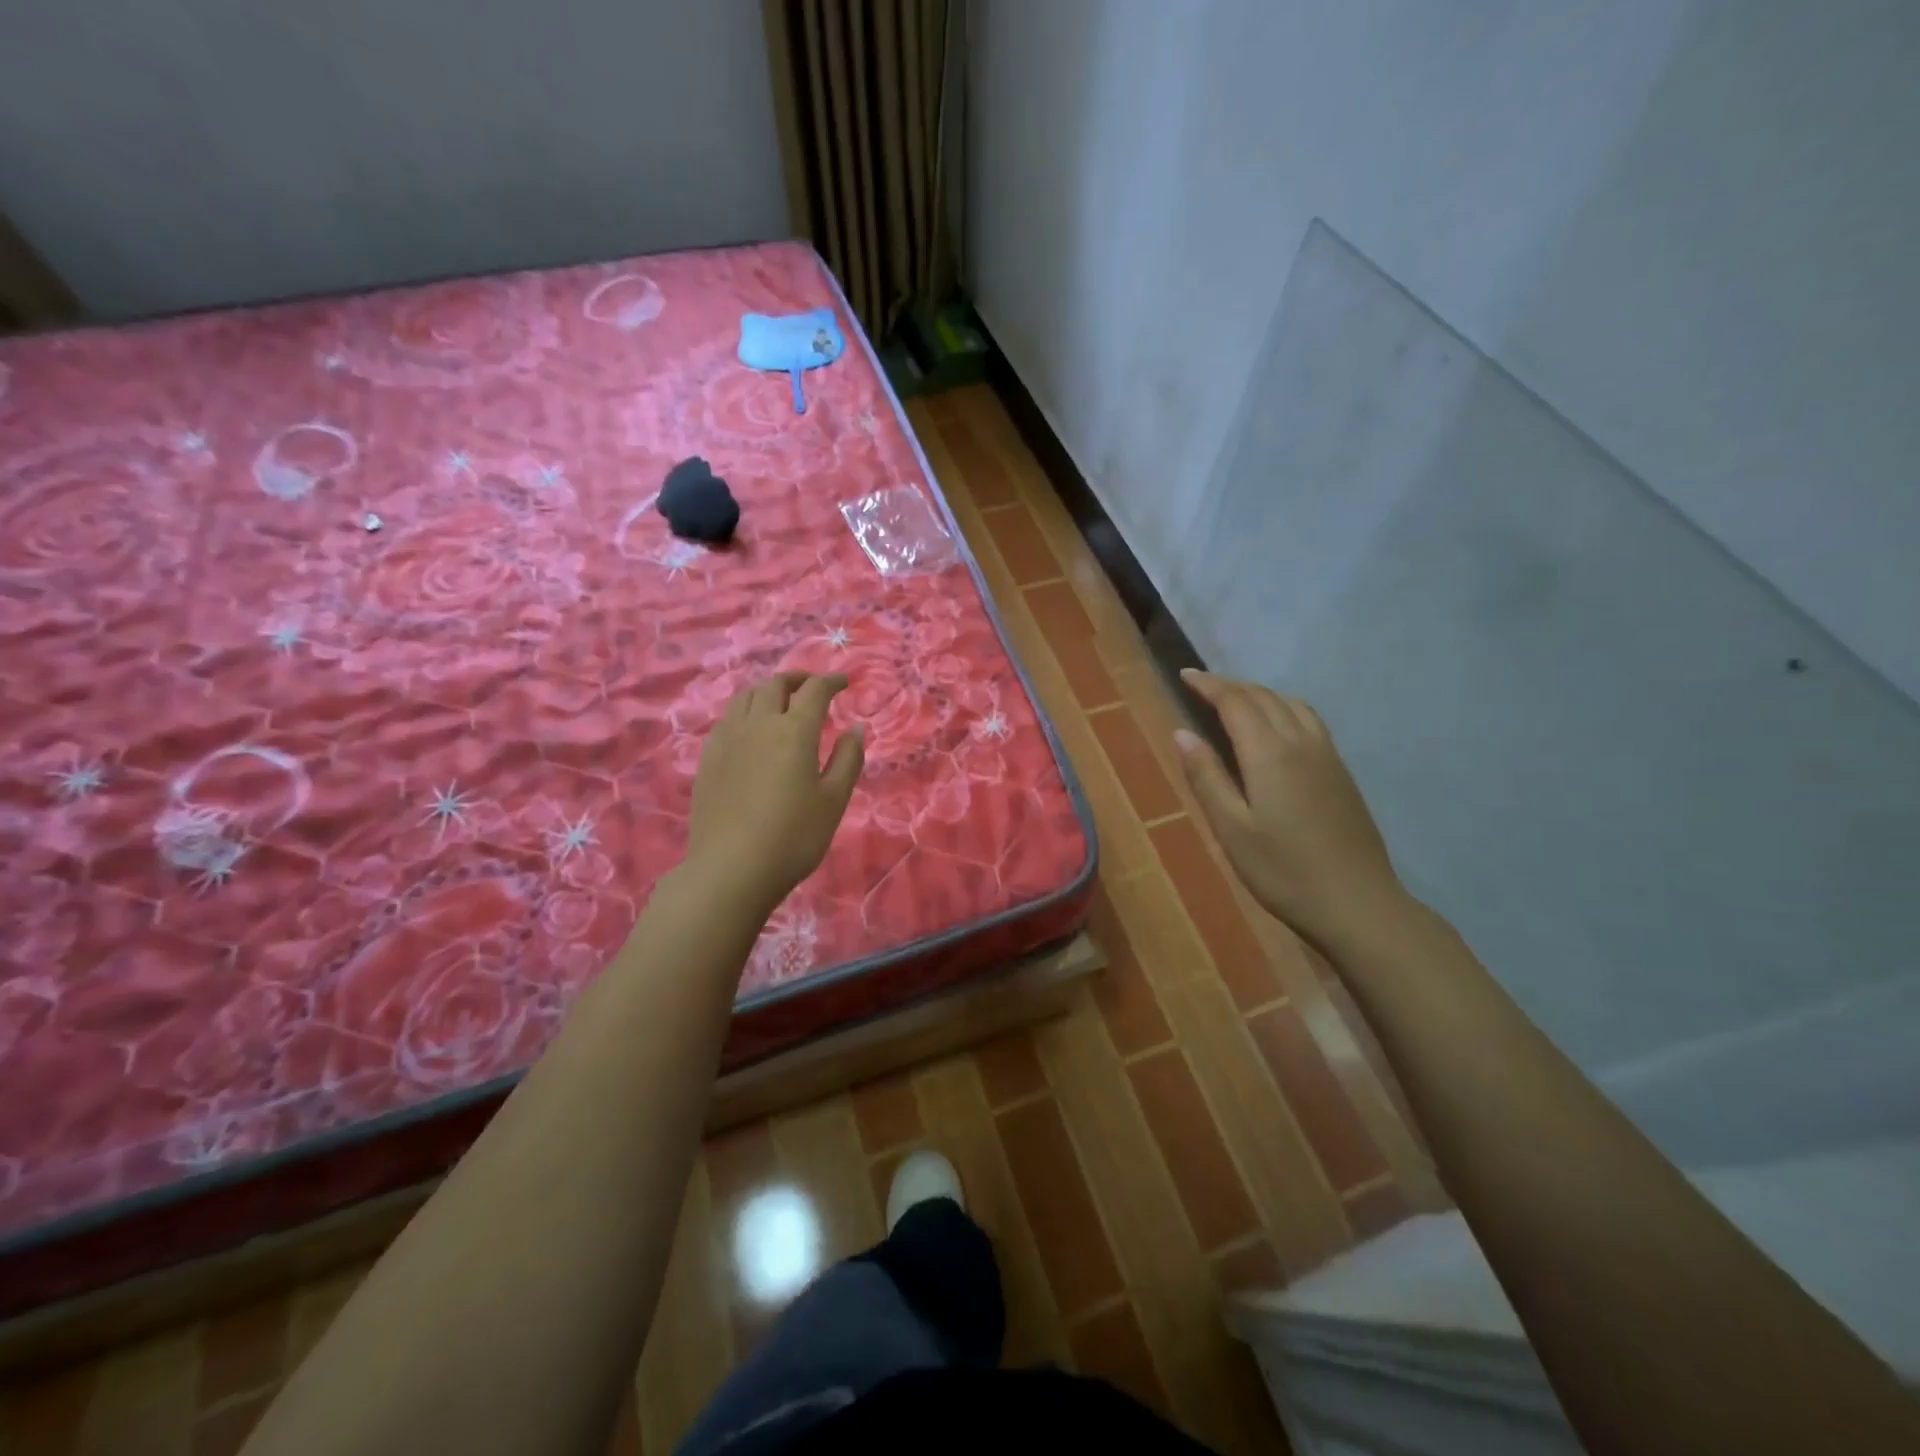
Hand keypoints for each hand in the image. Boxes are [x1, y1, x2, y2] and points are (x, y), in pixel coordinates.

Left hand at [686, 673, 864, 912]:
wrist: (730, 870)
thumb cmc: (793, 837)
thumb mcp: (833, 800)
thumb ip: (848, 759)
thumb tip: (856, 728)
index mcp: (793, 731)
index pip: (814, 691)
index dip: (831, 681)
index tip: (843, 682)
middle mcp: (758, 724)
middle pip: (775, 685)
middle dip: (797, 679)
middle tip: (813, 687)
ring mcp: (727, 740)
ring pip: (745, 697)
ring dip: (767, 690)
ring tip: (780, 701)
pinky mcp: (707, 759)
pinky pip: (727, 719)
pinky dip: (745, 712)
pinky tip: (750, 730)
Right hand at [1173, 669, 1405, 950]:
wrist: (1356, 902)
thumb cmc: (1282, 870)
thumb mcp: (1231, 828)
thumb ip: (1206, 777)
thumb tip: (1182, 733)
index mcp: (1270, 753)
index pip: (1235, 702)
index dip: (1208, 685)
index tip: (1184, 675)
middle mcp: (1301, 742)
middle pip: (1264, 697)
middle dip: (1231, 685)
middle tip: (1201, 685)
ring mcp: (1327, 755)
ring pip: (1291, 704)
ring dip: (1259, 693)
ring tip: (1235, 700)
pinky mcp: (1341, 772)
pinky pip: (1309, 720)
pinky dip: (1283, 708)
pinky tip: (1276, 727)